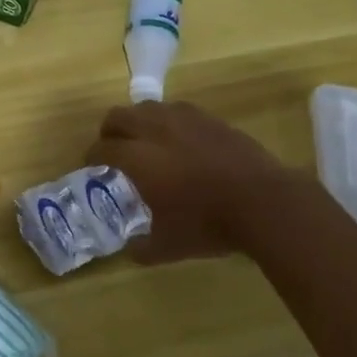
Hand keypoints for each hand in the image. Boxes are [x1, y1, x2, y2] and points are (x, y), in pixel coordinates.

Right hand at [83, 101, 302, 261]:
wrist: (264, 202)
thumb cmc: (209, 224)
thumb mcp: (169, 246)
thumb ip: (142, 247)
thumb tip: (130, 249)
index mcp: (137, 158)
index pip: (101, 148)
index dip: (92, 157)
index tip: (92, 168)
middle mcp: (154, 130)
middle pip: (118, 116)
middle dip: (110, 132)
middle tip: (115, 150)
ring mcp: (182, 119)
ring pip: (147, 107)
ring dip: (138, 121)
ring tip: (146, 140)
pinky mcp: (208, 118)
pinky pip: (176, 110)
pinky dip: (167, 120)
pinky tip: (178, 139)